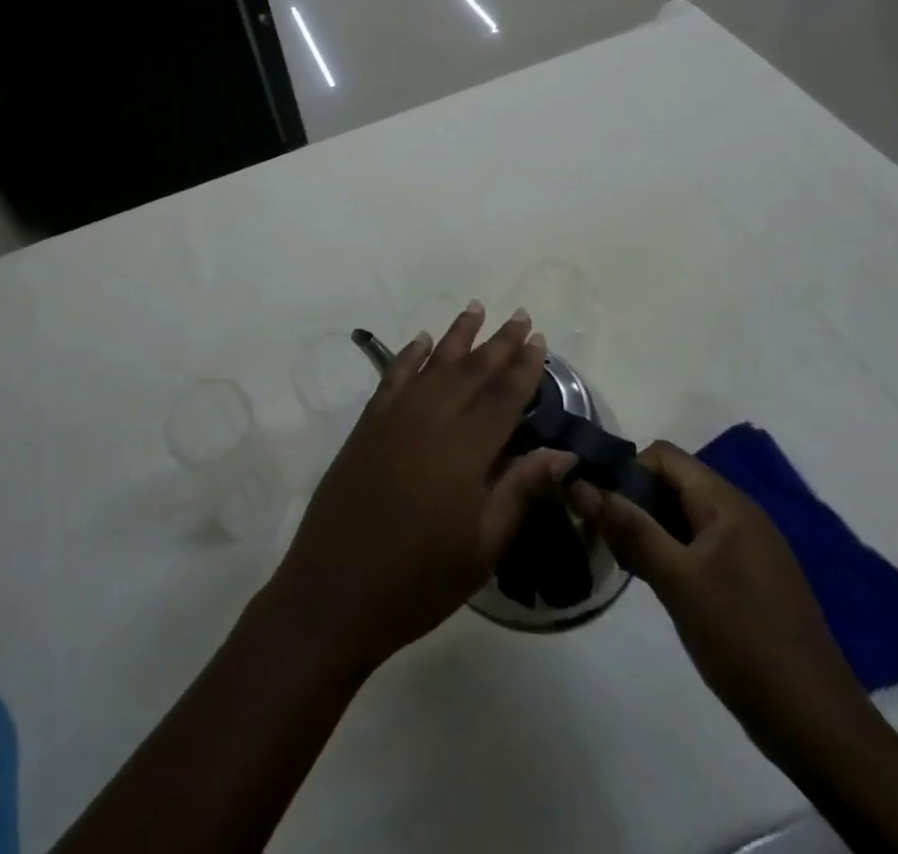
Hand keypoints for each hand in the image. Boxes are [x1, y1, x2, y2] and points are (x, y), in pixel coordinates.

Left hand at [265, 304, 572, 674]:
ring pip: (432, 364)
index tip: (541, 339)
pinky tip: (421, 341)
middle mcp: (429, 420)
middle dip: (498, 342)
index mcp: (465, 450)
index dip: (525, 367)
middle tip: (520, 315)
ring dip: (456, 335)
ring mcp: (393, 418)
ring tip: (476, 308)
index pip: (503, 396)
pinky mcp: (366, 425)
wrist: (334, 589)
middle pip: (471, 371)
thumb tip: (563, 454)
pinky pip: (393, 377)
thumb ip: (520, 490)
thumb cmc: (419, 580)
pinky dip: (409, 355)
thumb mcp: (482, 548)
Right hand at [569, 442, 873, 759]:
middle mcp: (739, 514)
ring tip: (623, 561)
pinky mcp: (749, 580)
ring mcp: (748, 549)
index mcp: (726, 503)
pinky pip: (699, 545)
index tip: (598, 507)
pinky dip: (670, 552)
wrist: (818, 727)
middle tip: (603, 537)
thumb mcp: (676, 580)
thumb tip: (579, 483)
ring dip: (648, 529)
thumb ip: (628, 527)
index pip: (662, 456)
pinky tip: (655, 582)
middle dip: (632, 501)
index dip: (625, 471)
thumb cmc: (743, 640)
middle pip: (671, 483)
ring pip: (682, 516)